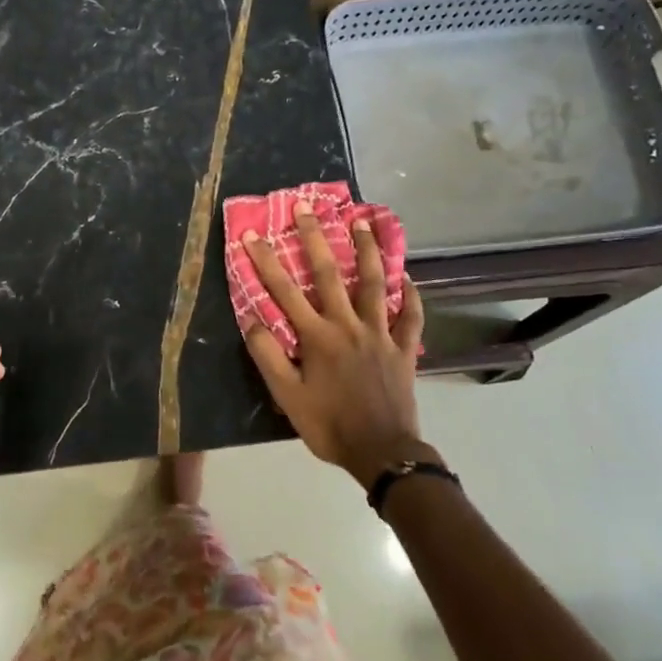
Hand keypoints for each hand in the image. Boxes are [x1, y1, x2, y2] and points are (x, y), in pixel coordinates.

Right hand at [240, 207, 431, 487]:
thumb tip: (251, 320)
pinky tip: (407, 277)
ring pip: (373, 283)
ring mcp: (379, 333)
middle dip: (314, 238)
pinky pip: (409, 316)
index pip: (284, 291)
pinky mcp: (404, 348)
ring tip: (361, 222)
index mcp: (317, 336)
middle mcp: (347, 325)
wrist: (382, 453)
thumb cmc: (329, 425)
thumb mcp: (287, 396)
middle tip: (307, 208)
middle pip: (328, 274)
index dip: (265, 261)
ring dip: (366, 250)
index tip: (252, 235)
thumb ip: (268, 356)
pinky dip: (409, 295)